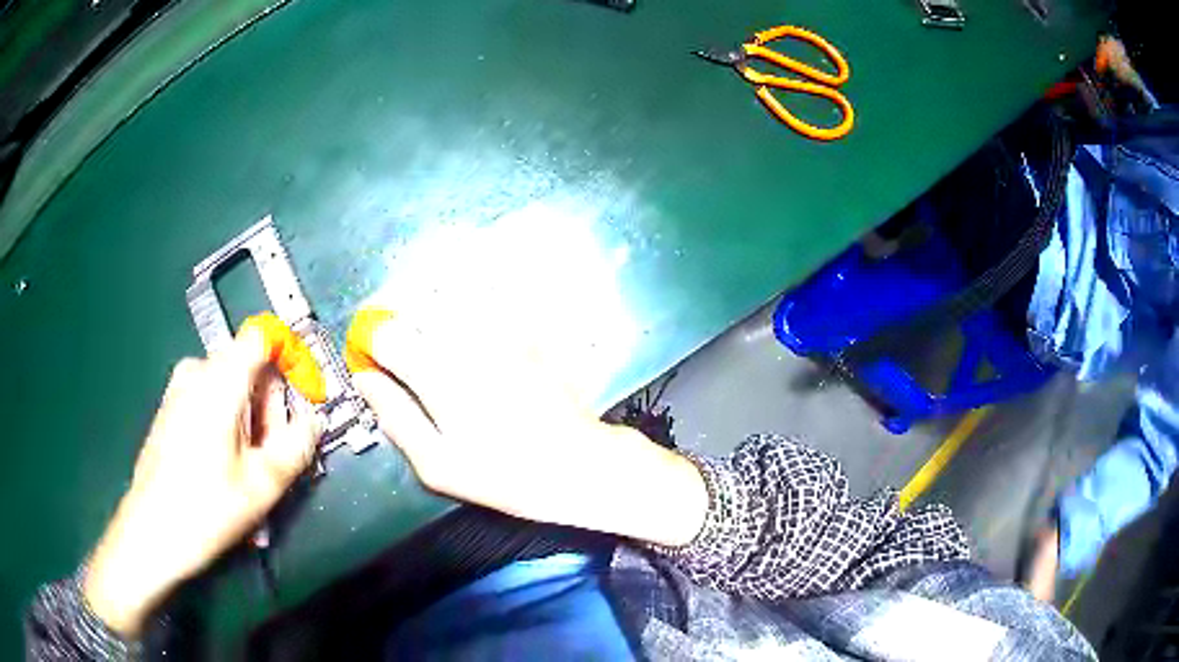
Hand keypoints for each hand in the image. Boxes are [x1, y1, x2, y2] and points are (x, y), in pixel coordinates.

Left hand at [83, 328, 318, 637]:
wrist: (151, 532)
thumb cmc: (206, 508)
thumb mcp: (262, 484)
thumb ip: (297, 445)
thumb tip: (315, 420)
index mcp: (220, 380)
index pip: (263, 337)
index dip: (289, 358)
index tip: (303, 398)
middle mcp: (197, 371)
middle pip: (249, 369)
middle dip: (269, 410)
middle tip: (271, 460)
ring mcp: (179, 388)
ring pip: (232, 388)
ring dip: (250, 424)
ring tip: (250, 475)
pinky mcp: (171, 407)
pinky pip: (211, 400)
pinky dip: (229, 427)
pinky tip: (227, 471)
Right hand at [346, 307, 707, 547]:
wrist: (577, 462)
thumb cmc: (503, 474)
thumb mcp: (439, 465)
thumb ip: (395, 417)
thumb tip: (363, 379)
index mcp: (437, 372)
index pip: (384, 330)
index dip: (368, 340)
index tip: (370, 358)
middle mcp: (465, 336)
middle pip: (411, 297)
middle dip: (391, 312)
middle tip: (393, 340)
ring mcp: (499, 324)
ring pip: (445, 285)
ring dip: (424, 297)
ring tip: (424, 324)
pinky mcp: (525, 322)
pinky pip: (485, 289)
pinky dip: (464, 290)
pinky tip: (463, 311)